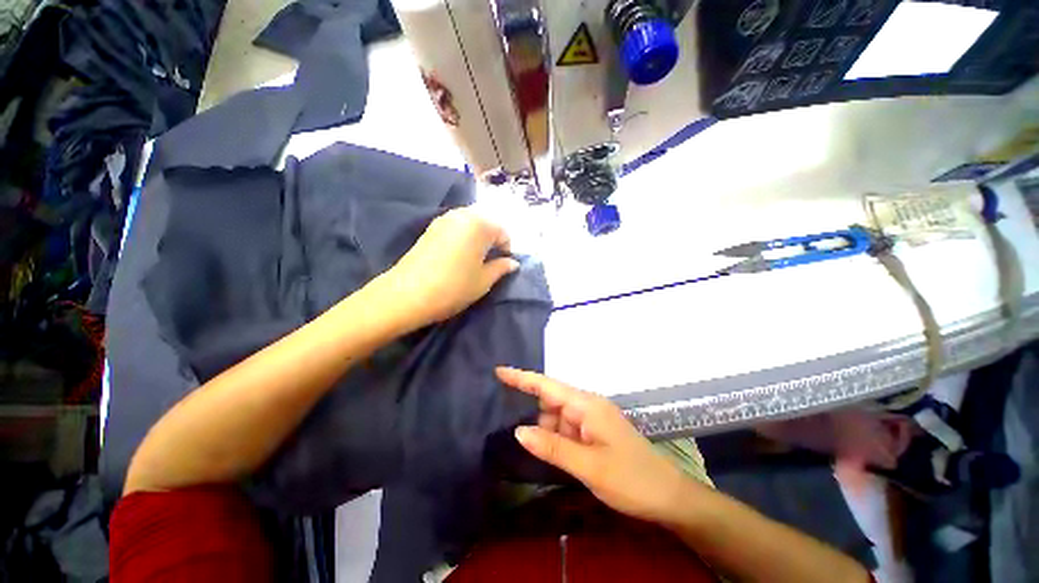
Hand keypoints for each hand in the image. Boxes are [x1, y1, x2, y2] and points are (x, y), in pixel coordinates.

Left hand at [381, 208, 518, 327]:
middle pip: (486, 223)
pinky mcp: (430, 228)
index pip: (503, 232)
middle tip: (488, 262)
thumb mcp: (484, 281)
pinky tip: (457, 256)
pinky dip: (462, 237)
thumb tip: (512, 262)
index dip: (506, 249)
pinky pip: (455, 227)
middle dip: (492, 241)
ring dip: (477, 238)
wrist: (407, 294)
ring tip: (473, 260)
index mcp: (480, 225)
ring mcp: (443, 219)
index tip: (502, 266)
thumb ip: (501, 268)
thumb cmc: (453, 287)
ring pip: (470, 224)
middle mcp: (462, 215)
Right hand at [497, 367, 699, 525]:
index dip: (522, 377)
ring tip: (527, 439)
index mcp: (587, 405)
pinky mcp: (593, 433)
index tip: (499, 371)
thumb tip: (519, 430)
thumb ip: (552, 446)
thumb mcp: (589, 466)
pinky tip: (547, 449)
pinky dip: (554, 437)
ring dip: (544, 428)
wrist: (668, 497)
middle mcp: (587, 406)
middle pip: (550, 400)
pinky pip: (566, 429)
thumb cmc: (631, 479)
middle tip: (508, 419)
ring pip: (556, 417)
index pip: (547, 385)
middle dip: (532, 410)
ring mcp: (591, 419)